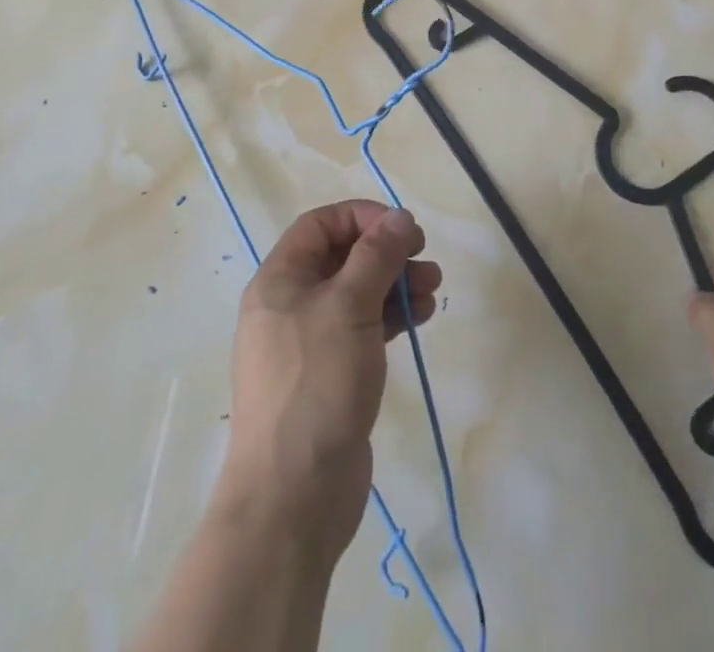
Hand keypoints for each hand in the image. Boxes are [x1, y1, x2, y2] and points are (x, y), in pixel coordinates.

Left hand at [219, 200, 441, 560]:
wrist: (293, 496)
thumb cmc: (316, 383)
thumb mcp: (349, 306)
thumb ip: (377, 256)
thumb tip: (400, 217)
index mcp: (280, 279)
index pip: (321, 224)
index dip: (362, 217)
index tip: (403, 229)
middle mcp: (290, 303)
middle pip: (342, 257)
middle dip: (386, 252)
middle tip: (424, 258)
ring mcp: (310, 341)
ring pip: (357, 293)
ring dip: (395, 284)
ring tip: (433, 289)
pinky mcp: (330, 374)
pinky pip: (362, 328)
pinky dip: (390, 317)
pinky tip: (420, 318)